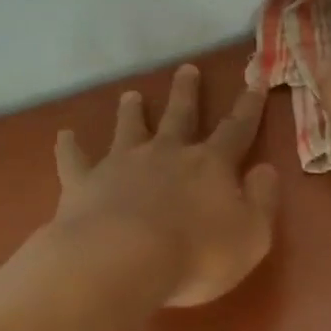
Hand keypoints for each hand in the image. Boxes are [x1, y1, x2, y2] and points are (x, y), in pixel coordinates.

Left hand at [52, 65, 279, 307]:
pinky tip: (64, 135)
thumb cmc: (197, 254)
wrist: (122, 261)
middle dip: (186, 93)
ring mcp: (122, 164)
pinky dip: (70, 146)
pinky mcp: (85, 183)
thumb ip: (262, 200)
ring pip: (129, 128)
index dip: (248, 108)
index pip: (236, 130)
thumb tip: (266, 169)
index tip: (253, 82)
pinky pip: (75, 159)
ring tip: (131, 95)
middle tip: (187, 69)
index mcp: (211, 165)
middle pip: (179, 116)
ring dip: (132, 111)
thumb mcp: (252, 235)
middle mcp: (167, 154)